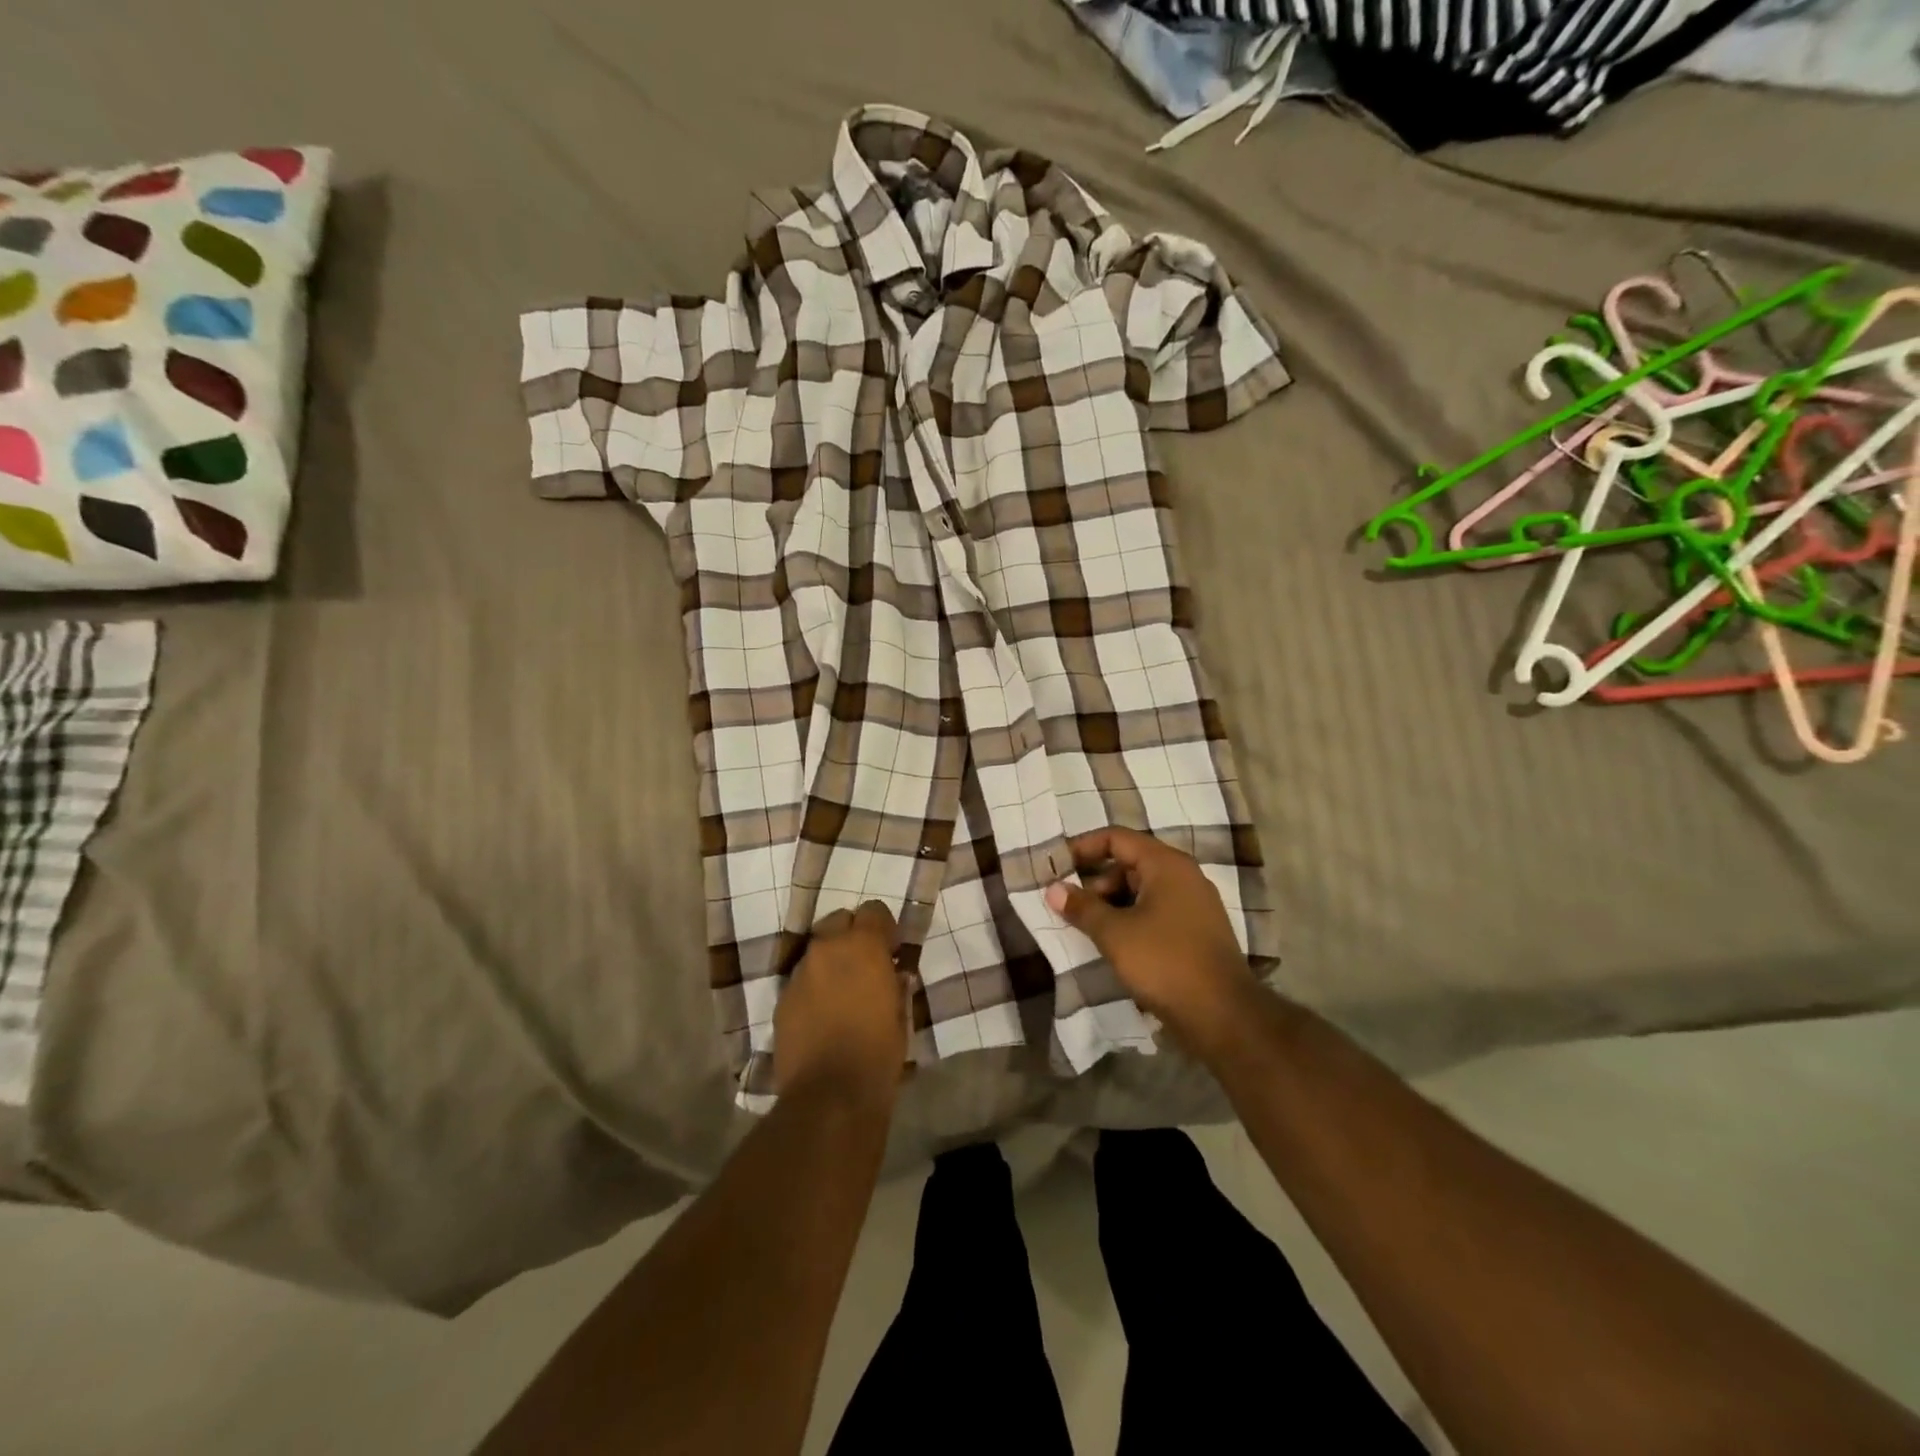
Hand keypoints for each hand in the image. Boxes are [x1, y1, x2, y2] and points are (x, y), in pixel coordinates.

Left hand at [775, 901, 909, 1107]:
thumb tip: (894, 974)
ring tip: (842, 991)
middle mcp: (827, 949)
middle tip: (865, 964)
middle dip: (852, 935)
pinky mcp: (782, 999)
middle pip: (838, 920)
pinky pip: (802, 979)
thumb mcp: (901, 1015)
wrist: (829, 1096)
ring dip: (831, 961)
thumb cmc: (878, 1052)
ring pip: (817, 950)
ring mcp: (800, 973)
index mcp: (863, 946)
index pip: (873, 910)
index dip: (884, 927)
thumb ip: (897, 985)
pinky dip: (814, 986)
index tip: (892, 949)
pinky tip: (823, 1014)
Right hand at [1044, 827, 1259, 1054]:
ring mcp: (1195, 904)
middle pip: (1130, 863)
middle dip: (1097, 881)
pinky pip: (1157, 911)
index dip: (1083, 847)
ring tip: (1090, 929)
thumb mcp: (1114, 934)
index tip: (1057, 866)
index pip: (1117, 838)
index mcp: (1166, 865)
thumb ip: (1082, 907)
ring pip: (1143, 890)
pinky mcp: (1197, 931)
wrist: (1223, 1015)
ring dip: (1113, 903)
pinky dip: (1132, 919)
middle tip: (1073, 907)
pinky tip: (1116, 945)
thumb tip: (1053, 888)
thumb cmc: (1164, 962)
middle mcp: (1184, 876)